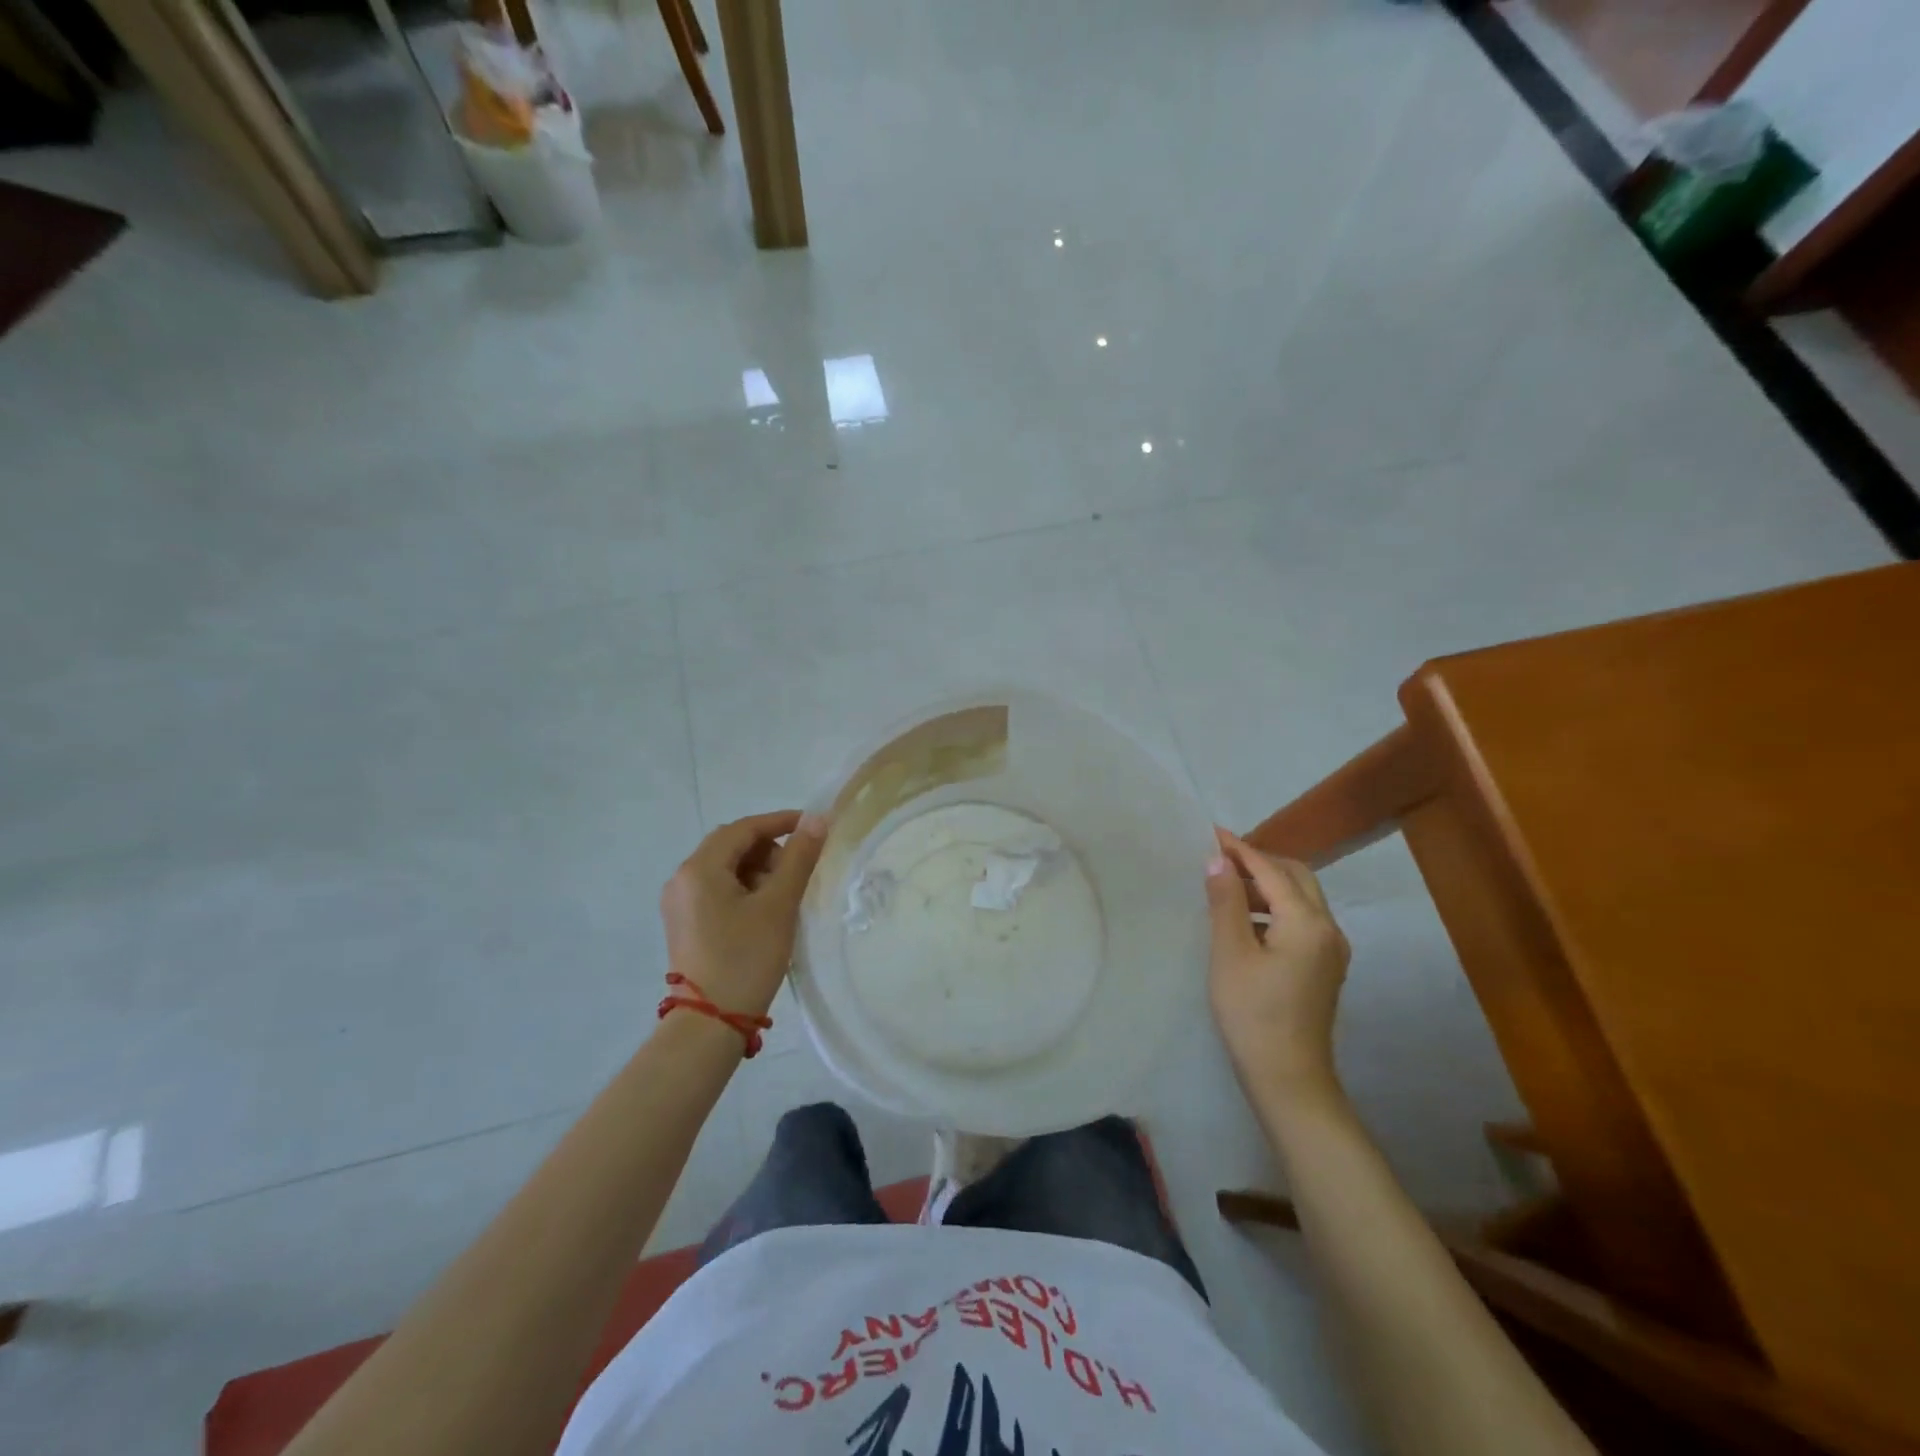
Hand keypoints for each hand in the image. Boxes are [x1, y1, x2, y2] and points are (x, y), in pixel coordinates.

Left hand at [660, 810, 828, 1019]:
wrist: (710, 1024)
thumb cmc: (746, 958)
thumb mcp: (779, 904)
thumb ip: (799, 857)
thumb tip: (817, 819)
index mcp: (699, 869)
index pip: (743, 828)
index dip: (780, 822)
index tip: (813, 827)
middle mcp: (681, 879)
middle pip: (730, 846)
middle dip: (768, 849)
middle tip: (798, 870)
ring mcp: (679, 904)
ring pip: (724, 869)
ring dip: (757, 870)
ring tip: (784, 896)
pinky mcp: (684, 925)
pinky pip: (716, 891)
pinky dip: (744, 890)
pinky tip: (765, 911)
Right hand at [1206, 827, 1349, 1098]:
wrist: (1289, 1079)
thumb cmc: (1252, 1014)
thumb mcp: (1230, 954)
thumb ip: (1226, 902)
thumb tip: (1219, 861)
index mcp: (1307, 922)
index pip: (1271, 871)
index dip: (1240, 850)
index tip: (1211, 833)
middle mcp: (1328, 929)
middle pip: (1296, 878)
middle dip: (1260, 863)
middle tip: (1221, 859)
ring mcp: (1332, 950)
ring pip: (1302, 899)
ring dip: (1268, 886)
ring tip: (1227, 888)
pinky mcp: (1325, 967)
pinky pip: (1302, 921)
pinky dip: (1276, 909)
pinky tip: (1246, 922)